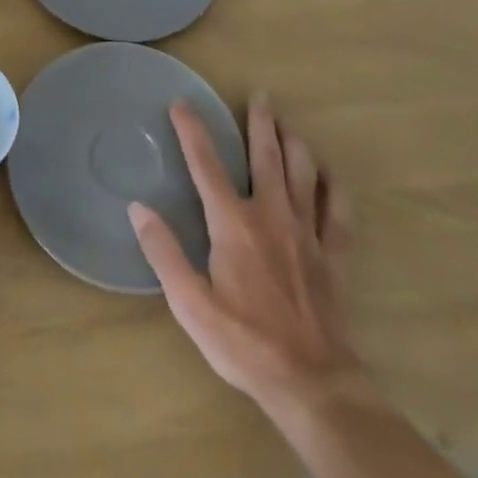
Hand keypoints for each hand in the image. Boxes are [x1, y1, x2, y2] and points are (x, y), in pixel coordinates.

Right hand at [130, 95, 361, 417]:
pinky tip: (329, 175)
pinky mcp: (334, 256)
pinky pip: (339, 211)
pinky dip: (334, 187)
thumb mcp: (190, 303)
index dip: (192, 130)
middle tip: (260, 94)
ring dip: (295, 143)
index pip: (206, 164)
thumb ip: (164, 252)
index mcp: (233, 224)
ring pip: (304, 173)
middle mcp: (272, 216)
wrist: (312, 384)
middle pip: (266, 156)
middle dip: (261, 121)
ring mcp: (308, 233)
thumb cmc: (244, 343)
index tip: (182, 102)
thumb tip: (138, 208)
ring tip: (288, 123)